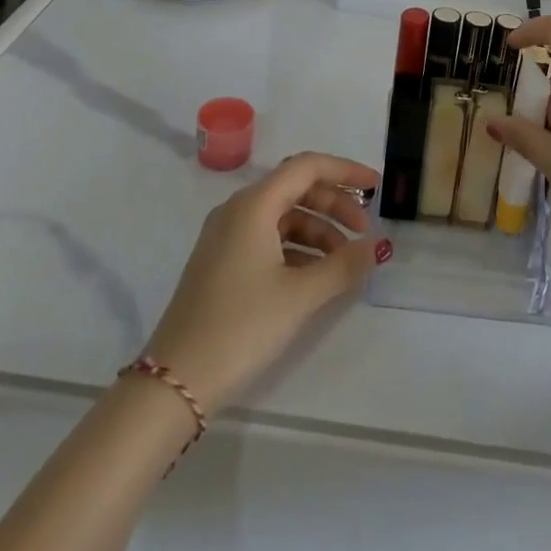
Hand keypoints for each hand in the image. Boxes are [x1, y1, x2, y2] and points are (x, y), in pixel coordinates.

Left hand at [143, 152, 386, 412]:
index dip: (345, 171)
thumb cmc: (241, 327)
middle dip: (335, 205)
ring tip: (345, 263)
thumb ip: (342, 266)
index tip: (376, 186)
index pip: (307, 167)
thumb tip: (374, 246)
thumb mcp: (299, 297)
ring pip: (283, 216)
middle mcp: (238, 210)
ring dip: (318, 230)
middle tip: (364, 232)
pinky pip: (268, 238)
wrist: (175, 383)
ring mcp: (226, 236)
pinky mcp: (221, 263)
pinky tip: (316, 276)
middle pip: (296, 188)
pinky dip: (297, 248)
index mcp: (254, 205)